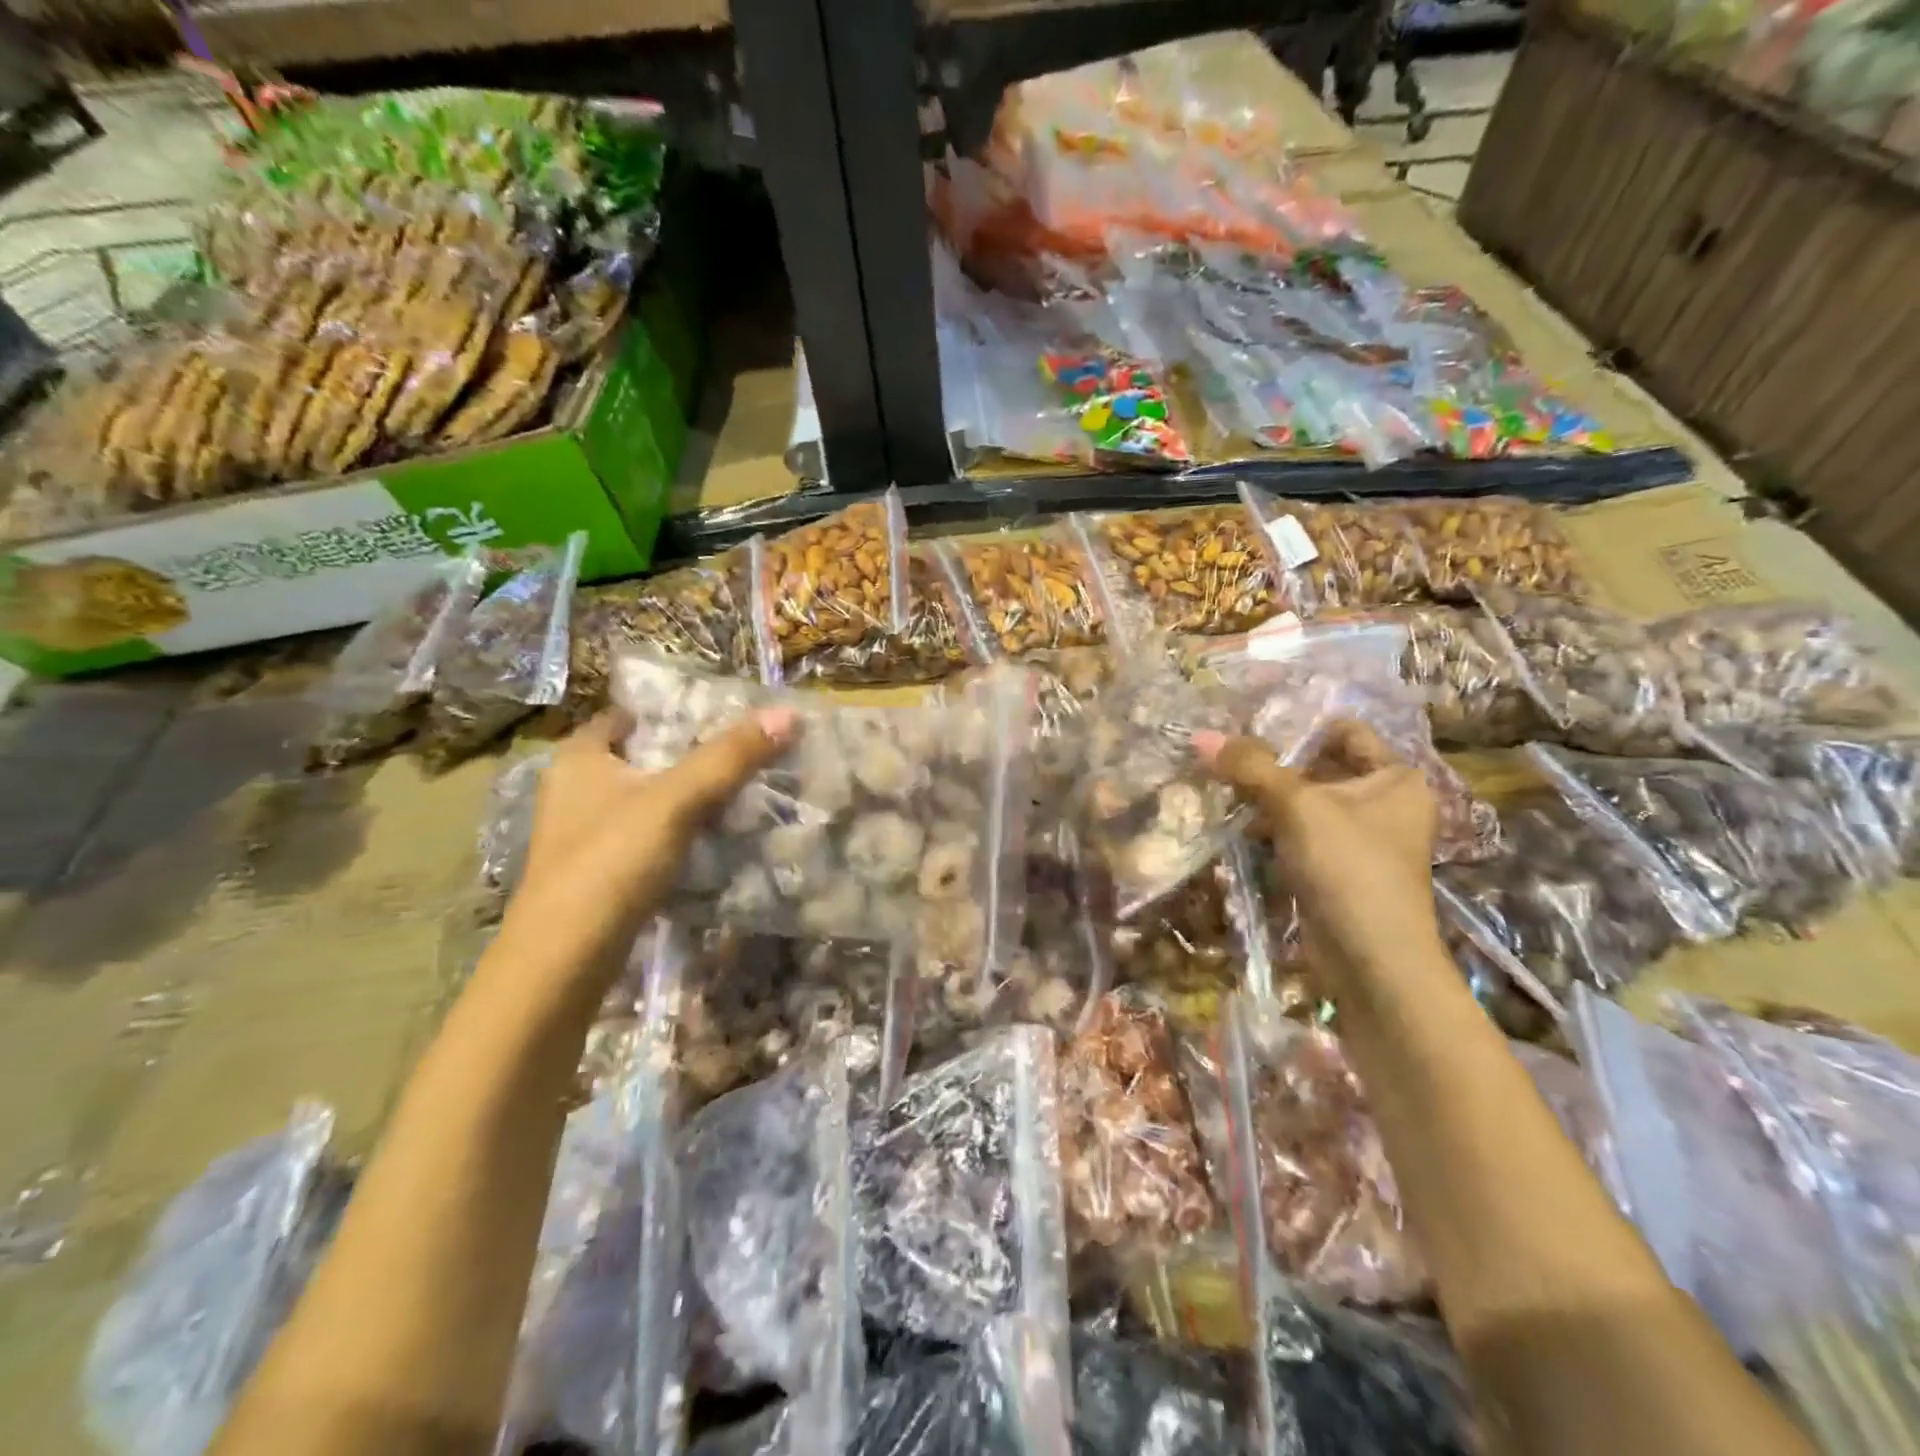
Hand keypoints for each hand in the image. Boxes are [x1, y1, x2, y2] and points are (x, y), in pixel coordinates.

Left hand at [508, 706, 795, 943]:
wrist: (566, 959)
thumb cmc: (611, 861)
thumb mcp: (676, 800)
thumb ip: (730, 757)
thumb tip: (788, 713)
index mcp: (579, 758)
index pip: (626, 716)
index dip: (671, 710)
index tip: (721, 712)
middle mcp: (576, 790)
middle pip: (642, 758)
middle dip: (690, 755)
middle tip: (744, 750)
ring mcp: (587, 835)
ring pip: (649, 800)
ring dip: (689, 796)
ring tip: (743, 789)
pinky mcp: (602, 872)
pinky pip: (651, 836)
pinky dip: (681, 832)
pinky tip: (718, 837)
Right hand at [1194, 720, 1442, 985]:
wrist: (1372, 961)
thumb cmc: (1348, 868)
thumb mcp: (1297, 807)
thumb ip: (1251, 767)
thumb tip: (1201, 736)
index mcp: (1396, 777)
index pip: (1343, 731)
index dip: (1297, 728)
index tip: (1248, 733)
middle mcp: (1385, 802)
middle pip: (1319, 765)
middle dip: (1272, 766)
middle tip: (1226, 762)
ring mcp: (1363, 838)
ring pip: (1307, 802)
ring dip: (1267, 798)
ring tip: (1224, 792)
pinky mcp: (1340, 868)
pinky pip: (1303, 833)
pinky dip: (1274, 828)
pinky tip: (1241, 828)